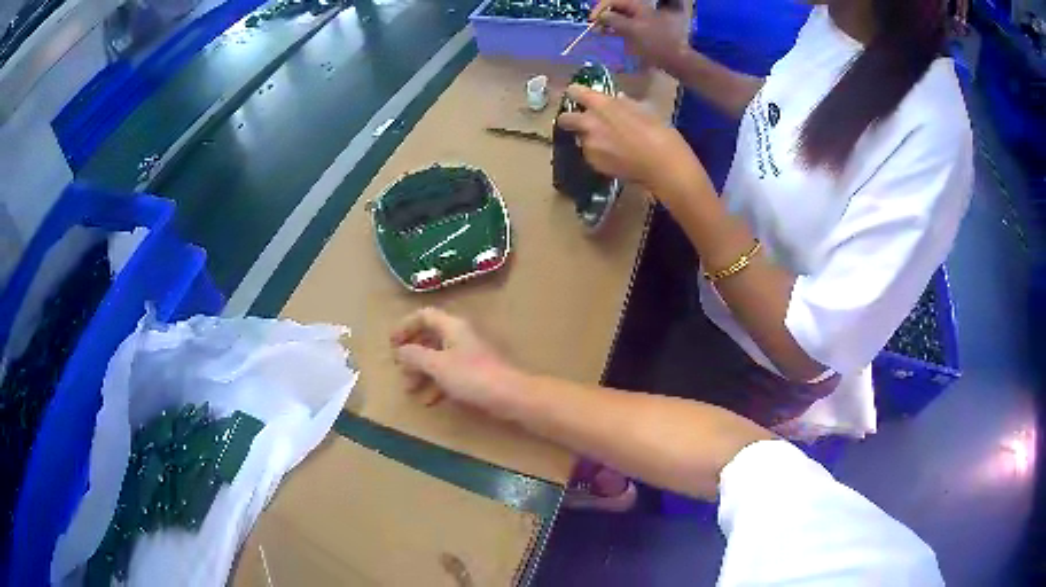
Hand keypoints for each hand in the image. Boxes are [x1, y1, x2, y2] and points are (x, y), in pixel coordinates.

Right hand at [391, 308, 518, 411]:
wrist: (509, 395)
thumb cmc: (471, 376)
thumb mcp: (437, 365)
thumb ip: (415, 356)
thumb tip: (400, 351)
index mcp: (452, 326)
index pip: (424, 315)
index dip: (405, 326)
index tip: (392, 343)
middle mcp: (460, 336)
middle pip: (430, 337)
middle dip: (412, 354)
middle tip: (400, 370)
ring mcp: (470, 354)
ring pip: (438, 357)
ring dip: (422, 371)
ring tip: (411, 389)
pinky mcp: (476, 372)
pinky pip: (450, 372)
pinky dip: (437, 383)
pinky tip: (431, 401)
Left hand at [557, 85, 696, 189]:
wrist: (664, 167)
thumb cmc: (661, 133)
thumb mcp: (645, 110)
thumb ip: (625, 104)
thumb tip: (617, 100)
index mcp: (602, 105)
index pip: (576, 92)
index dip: (576, 92)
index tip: (578, 94)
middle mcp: (589, 124)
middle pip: (565, 119)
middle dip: (570, 118)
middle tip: (582, 120)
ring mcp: (590, 146)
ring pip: (580, 138)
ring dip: (588, 137)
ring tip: (607, 142)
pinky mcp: (594, 164)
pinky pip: (590, 154)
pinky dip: (598, 153)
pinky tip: (614, 155)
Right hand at [592, 0, 688, 72]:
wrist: (676, 59)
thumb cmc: (654, 43)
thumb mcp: (632, 30)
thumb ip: (614, 20)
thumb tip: (601, 16)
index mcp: (638, 6)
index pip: (614, 1)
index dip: (600, 8)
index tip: (591, 20)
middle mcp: (640, 11)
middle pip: (618, 8)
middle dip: (604, 15)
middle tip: (593, 26)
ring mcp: (643, 21)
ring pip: (622, 18)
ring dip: (609, 23)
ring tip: (598, 32)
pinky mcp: (645, 32)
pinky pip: (627, 27)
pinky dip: (617, 29)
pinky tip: (610, 35)